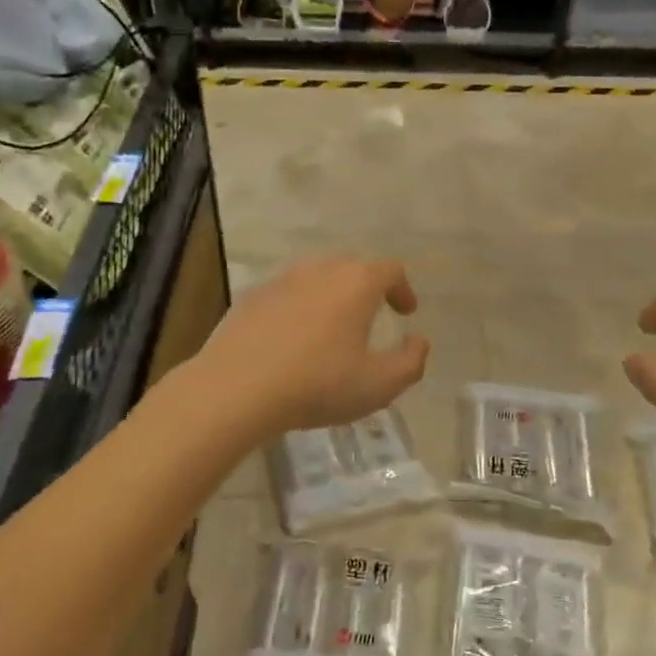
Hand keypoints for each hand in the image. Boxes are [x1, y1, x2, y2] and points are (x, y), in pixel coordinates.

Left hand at [190, 256, 429, 437]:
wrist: (237, 387)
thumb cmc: (318, 384)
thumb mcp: (378, 385)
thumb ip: (410, 362)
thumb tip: (419, 341)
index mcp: (356, 283)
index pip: (390, 270)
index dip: (403, 289)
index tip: (406, 312)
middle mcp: (320, 270)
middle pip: (352, 267)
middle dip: (368, 287)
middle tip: (373, 315)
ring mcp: (282, 280)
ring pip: (316, 278)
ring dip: (332, 296)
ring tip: (334, 326)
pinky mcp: (252, 297)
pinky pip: (287, 294)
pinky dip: (300, 308)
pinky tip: (294, 338)